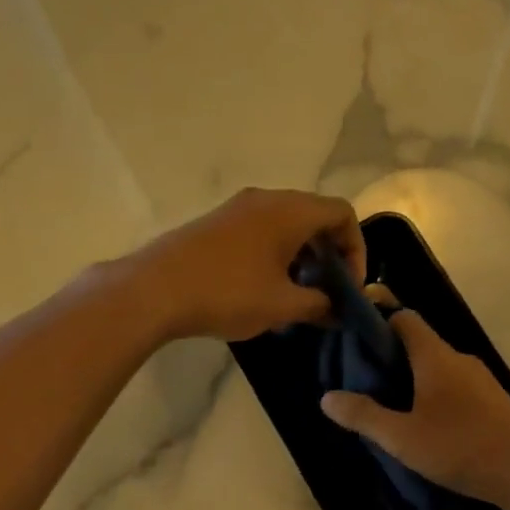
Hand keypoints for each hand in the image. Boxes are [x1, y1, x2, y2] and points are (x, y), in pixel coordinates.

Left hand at [130, 188, 366, 342]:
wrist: (154, 290)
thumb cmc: (227, 293)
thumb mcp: (282, 305)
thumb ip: (319, 305)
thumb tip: (337, 310)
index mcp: (290, 210)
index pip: (342, 213)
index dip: (356, 249)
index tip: (348, 286)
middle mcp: (266, 199)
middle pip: (314, 216)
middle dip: (329, 255)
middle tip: (326, 292)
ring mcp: (236, 209)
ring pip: (285, 225)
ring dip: (301, 257)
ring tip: (296, 296)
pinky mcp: (215, 224)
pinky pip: (260, 231)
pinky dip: (275, 254)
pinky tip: (263, 290)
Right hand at [320, 311, 509, 509]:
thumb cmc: (461, 446)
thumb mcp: (402, 437)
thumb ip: (364, 416)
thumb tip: (326, 397)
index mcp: (435, 356)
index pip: (405, 319)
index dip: (379, 323)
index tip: (354, 343)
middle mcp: (459, 360)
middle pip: (419, 345)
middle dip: (390, 361)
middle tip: (363, 385)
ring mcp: (480, 382)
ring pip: (438, 371)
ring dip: (412, 384)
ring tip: (389, 411)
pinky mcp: (493, 404)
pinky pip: (455, 391)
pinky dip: (434, 400)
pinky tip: (424, 430)